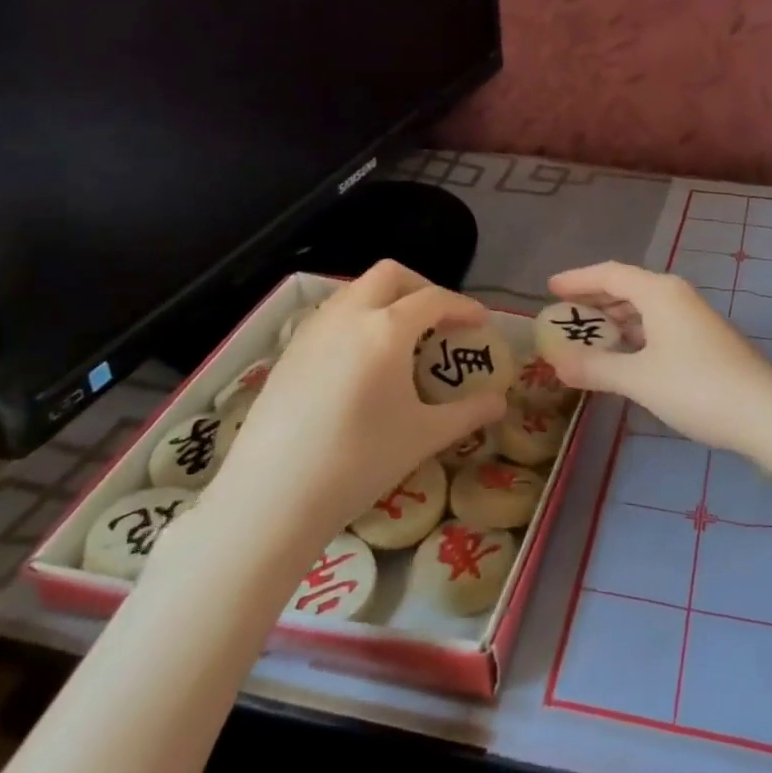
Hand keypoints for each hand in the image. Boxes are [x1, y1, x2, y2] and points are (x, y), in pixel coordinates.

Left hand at [211, 261, 506, 543]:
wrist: (271, 497)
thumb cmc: (359, 461)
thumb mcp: (424, 436)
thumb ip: (468, 413)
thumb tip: (500, 403)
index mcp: (386, 329)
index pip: (434, 299)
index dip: (463, 306)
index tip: (481, 323)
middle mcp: (347, 316)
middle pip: (389, 275)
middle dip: (421, 287)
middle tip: (440, 319)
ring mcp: (312, 332)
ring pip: (354, 291)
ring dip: (385, 300)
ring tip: (402, 339)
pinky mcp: (287, 353)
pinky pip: (330, 316)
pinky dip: (357, 320)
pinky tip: (361, 363)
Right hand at [542, 261, 771, 457]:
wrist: (764, 413)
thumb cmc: (696, 387)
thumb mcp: (638, 379)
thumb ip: (595, 368)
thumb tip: (557, 363)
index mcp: (659, 292)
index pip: (610, 274)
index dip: (578, 279)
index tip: (549, 288)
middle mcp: (677, 296)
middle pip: (627, 288)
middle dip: (594, 300)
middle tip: (563, 316)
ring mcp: (694, 319)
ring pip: (644, 309)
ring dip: (615, 320)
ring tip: (587, 336)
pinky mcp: (704, 341)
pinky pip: (658, 327)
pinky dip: (634, 336)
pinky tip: (623, 357)